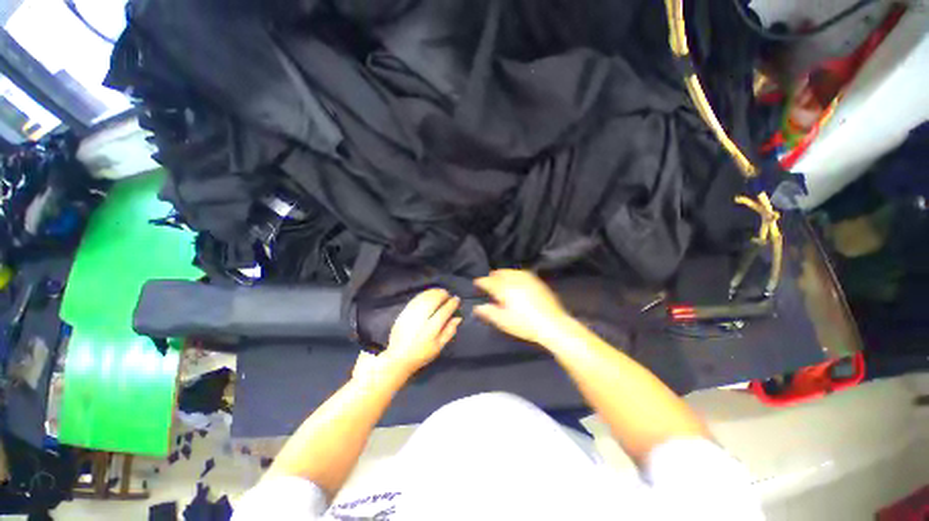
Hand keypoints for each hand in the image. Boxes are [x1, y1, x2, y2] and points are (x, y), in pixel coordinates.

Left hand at [381, 288, 461, 374]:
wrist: (398, 358)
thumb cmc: (422, 354)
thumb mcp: (439, 346)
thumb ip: (449, 331)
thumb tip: (458, 318)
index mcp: (431, 330)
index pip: (444, 311)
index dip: (452, 303)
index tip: (457, 299)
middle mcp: (421, 320)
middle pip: (433, 301)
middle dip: (442, 295)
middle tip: (448, 294)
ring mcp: (411, 315)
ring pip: (424, 298)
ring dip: (433, 293)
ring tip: (440, 292)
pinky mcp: (403, 313)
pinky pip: (415, 299)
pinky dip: (424, 295)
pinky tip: (429, 295)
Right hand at [473, 270, 572, 346]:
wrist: (552, 324)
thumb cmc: (525, 324)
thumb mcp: (503, 321)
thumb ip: (488, 312)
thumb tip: (477, 307)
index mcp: (504, 289)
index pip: (488, 282)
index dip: (481, 282)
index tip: (476, 283)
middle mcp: (515, 280)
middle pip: (500, 273)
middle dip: (492, 276)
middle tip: (488, 281)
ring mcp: (528, 279)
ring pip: (511, 271)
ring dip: (503, 273)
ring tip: (500, 278)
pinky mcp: (537, 282)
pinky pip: (522, 273)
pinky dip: (515, 274)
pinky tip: (516, 279)